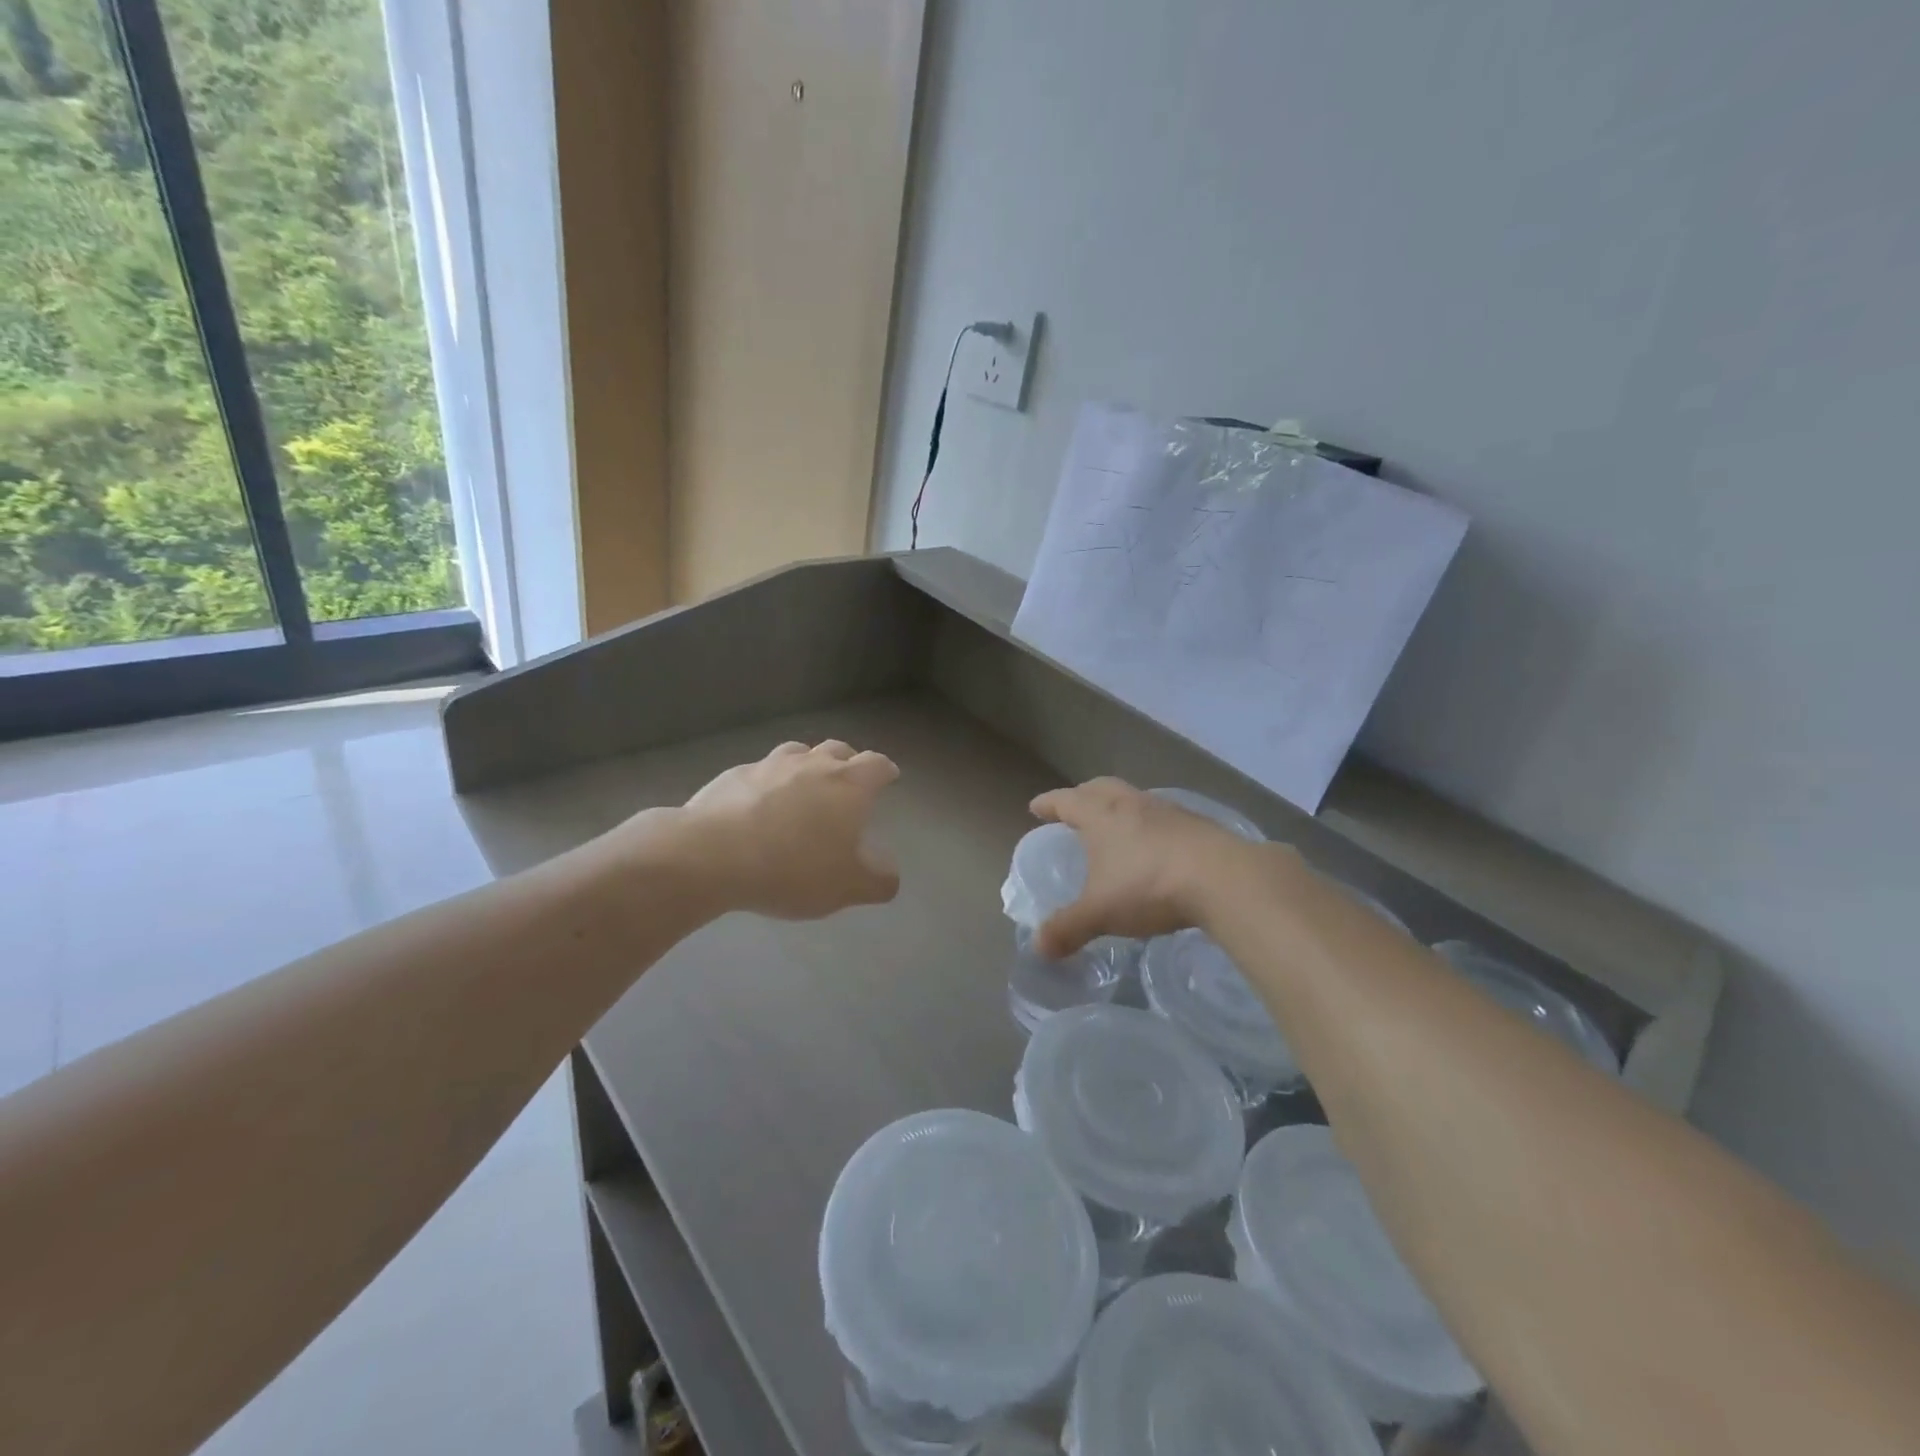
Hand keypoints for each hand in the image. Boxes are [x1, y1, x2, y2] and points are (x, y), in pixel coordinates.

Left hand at [673, 740, 900, 919]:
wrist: (712, 856)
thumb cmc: (793, 869)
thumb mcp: (847, 887)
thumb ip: (878, 881)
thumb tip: (889, 873)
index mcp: (848, 785)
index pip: (876, 764)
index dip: (885, 770)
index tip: (888, 776)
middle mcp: (812, 764)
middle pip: (838, 749)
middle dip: (848, 761)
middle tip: (848, 780)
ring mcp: (770, 765)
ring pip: (797, 752)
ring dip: (807, 764)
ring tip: (804, 785)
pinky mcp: (733, 775)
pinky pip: (760, 771)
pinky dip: (768, 781)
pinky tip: (759, 803)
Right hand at [1028, 777, 1280, 955]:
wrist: (1223, 878)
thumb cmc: (1149, 886)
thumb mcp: (1100, 913)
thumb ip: (1068, 928)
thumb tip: (1038, 948)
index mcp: (1100, 816)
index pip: (1066, 801)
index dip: (1048, 804)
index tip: (1036, 807)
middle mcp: (1131, 804)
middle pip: (1100, 787)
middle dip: (1082, 795)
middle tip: (1073, 808)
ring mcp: (1167, 811)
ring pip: (1133, 798)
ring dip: (1118, 806)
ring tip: (1114, 826)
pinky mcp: (1196, 824)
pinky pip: (1162, 815)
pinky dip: (1149, 823)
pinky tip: (1155, 845)